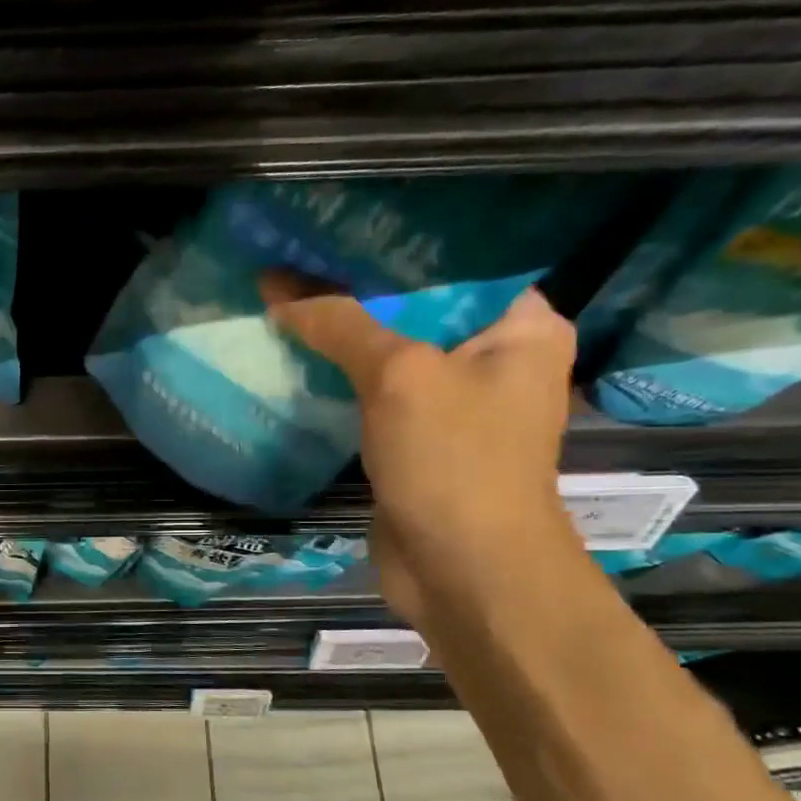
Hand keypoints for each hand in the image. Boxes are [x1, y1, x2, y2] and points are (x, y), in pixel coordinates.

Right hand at [260, 273, 584, 627]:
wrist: (462, 570)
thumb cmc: (454, 460)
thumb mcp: (398, 376)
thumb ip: (341, 325)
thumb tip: (279, 290)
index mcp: (521, 328)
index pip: (454, 265)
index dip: (391, 247)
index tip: (333, 230)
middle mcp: (495, 360)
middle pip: (417, 310)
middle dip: (356, 294)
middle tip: (296, 263)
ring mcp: (456, 406)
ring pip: (391, 356)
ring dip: (343, 340)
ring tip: (286, 303)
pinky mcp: (419, 443)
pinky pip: (376, 398)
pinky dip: (341, 383)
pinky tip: (297, 361)